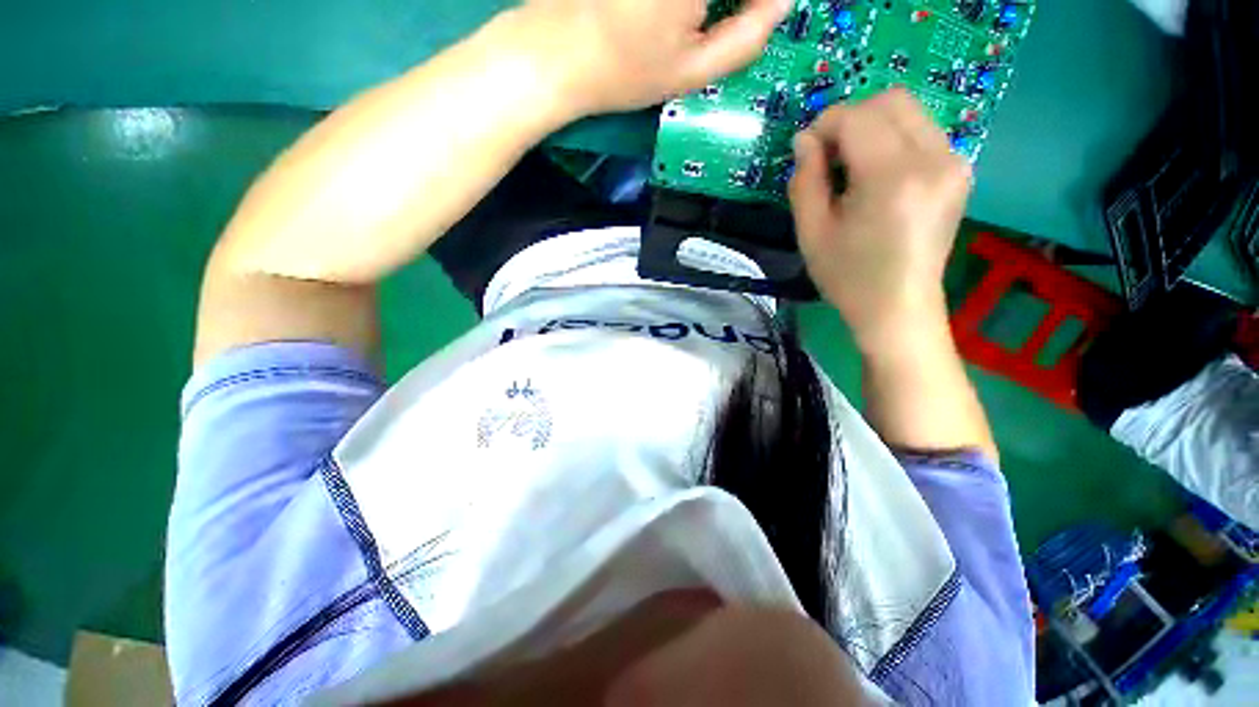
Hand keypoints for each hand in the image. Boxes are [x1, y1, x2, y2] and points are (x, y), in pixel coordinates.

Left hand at [513, 0, 791, 114]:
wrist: (553, 53)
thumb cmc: (623, 72)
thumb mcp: (690, 74)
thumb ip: (746, 40)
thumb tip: (780, 4)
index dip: (762, 4)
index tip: (759, 16)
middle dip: (735, 1)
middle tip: (731, 18)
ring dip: (708, 4)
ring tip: (690, 23)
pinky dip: (689, 2)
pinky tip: (677, 15)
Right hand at [789, 89, 971, 352]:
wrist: (898, 307)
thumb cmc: (848, 277)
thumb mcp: (811, 233)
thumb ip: (805, 181)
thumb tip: (804, 141)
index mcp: (892, 177)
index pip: (857, 117)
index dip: (824, 125)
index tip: (805, 152)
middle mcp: (933, 158)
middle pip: (890, 101)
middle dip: (850, 119)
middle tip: (828, 157)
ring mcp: (953, 163)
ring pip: (909, 112)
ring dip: (871, 128)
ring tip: (850, 168)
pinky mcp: (959, 171)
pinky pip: (922, 132)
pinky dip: (892, 139)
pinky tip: (876, 175)